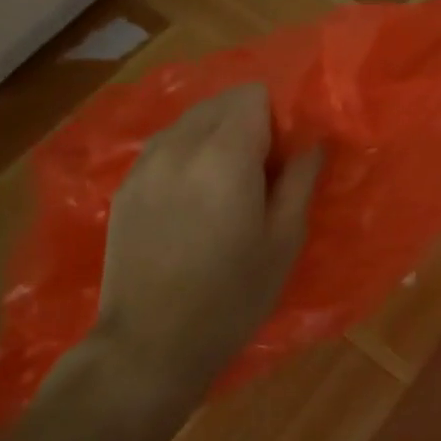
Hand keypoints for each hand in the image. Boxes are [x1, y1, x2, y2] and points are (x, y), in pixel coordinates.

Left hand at [80, 83, 321, 411]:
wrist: (149, 346)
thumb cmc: (232, 296)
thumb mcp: (284, 240)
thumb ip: (300, 179)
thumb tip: (314, 141)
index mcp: (226, 154)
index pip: (255, 94)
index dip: (278, 114)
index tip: (287, 150)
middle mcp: (181, 145)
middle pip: (222, 100)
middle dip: (249, 119)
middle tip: (263, 166)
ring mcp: (146, 163)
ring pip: (191, 119)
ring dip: (217, 132)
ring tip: (228, 179)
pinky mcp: (126, 185)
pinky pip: (166, 144)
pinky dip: (188, 151)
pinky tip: (194, 194)